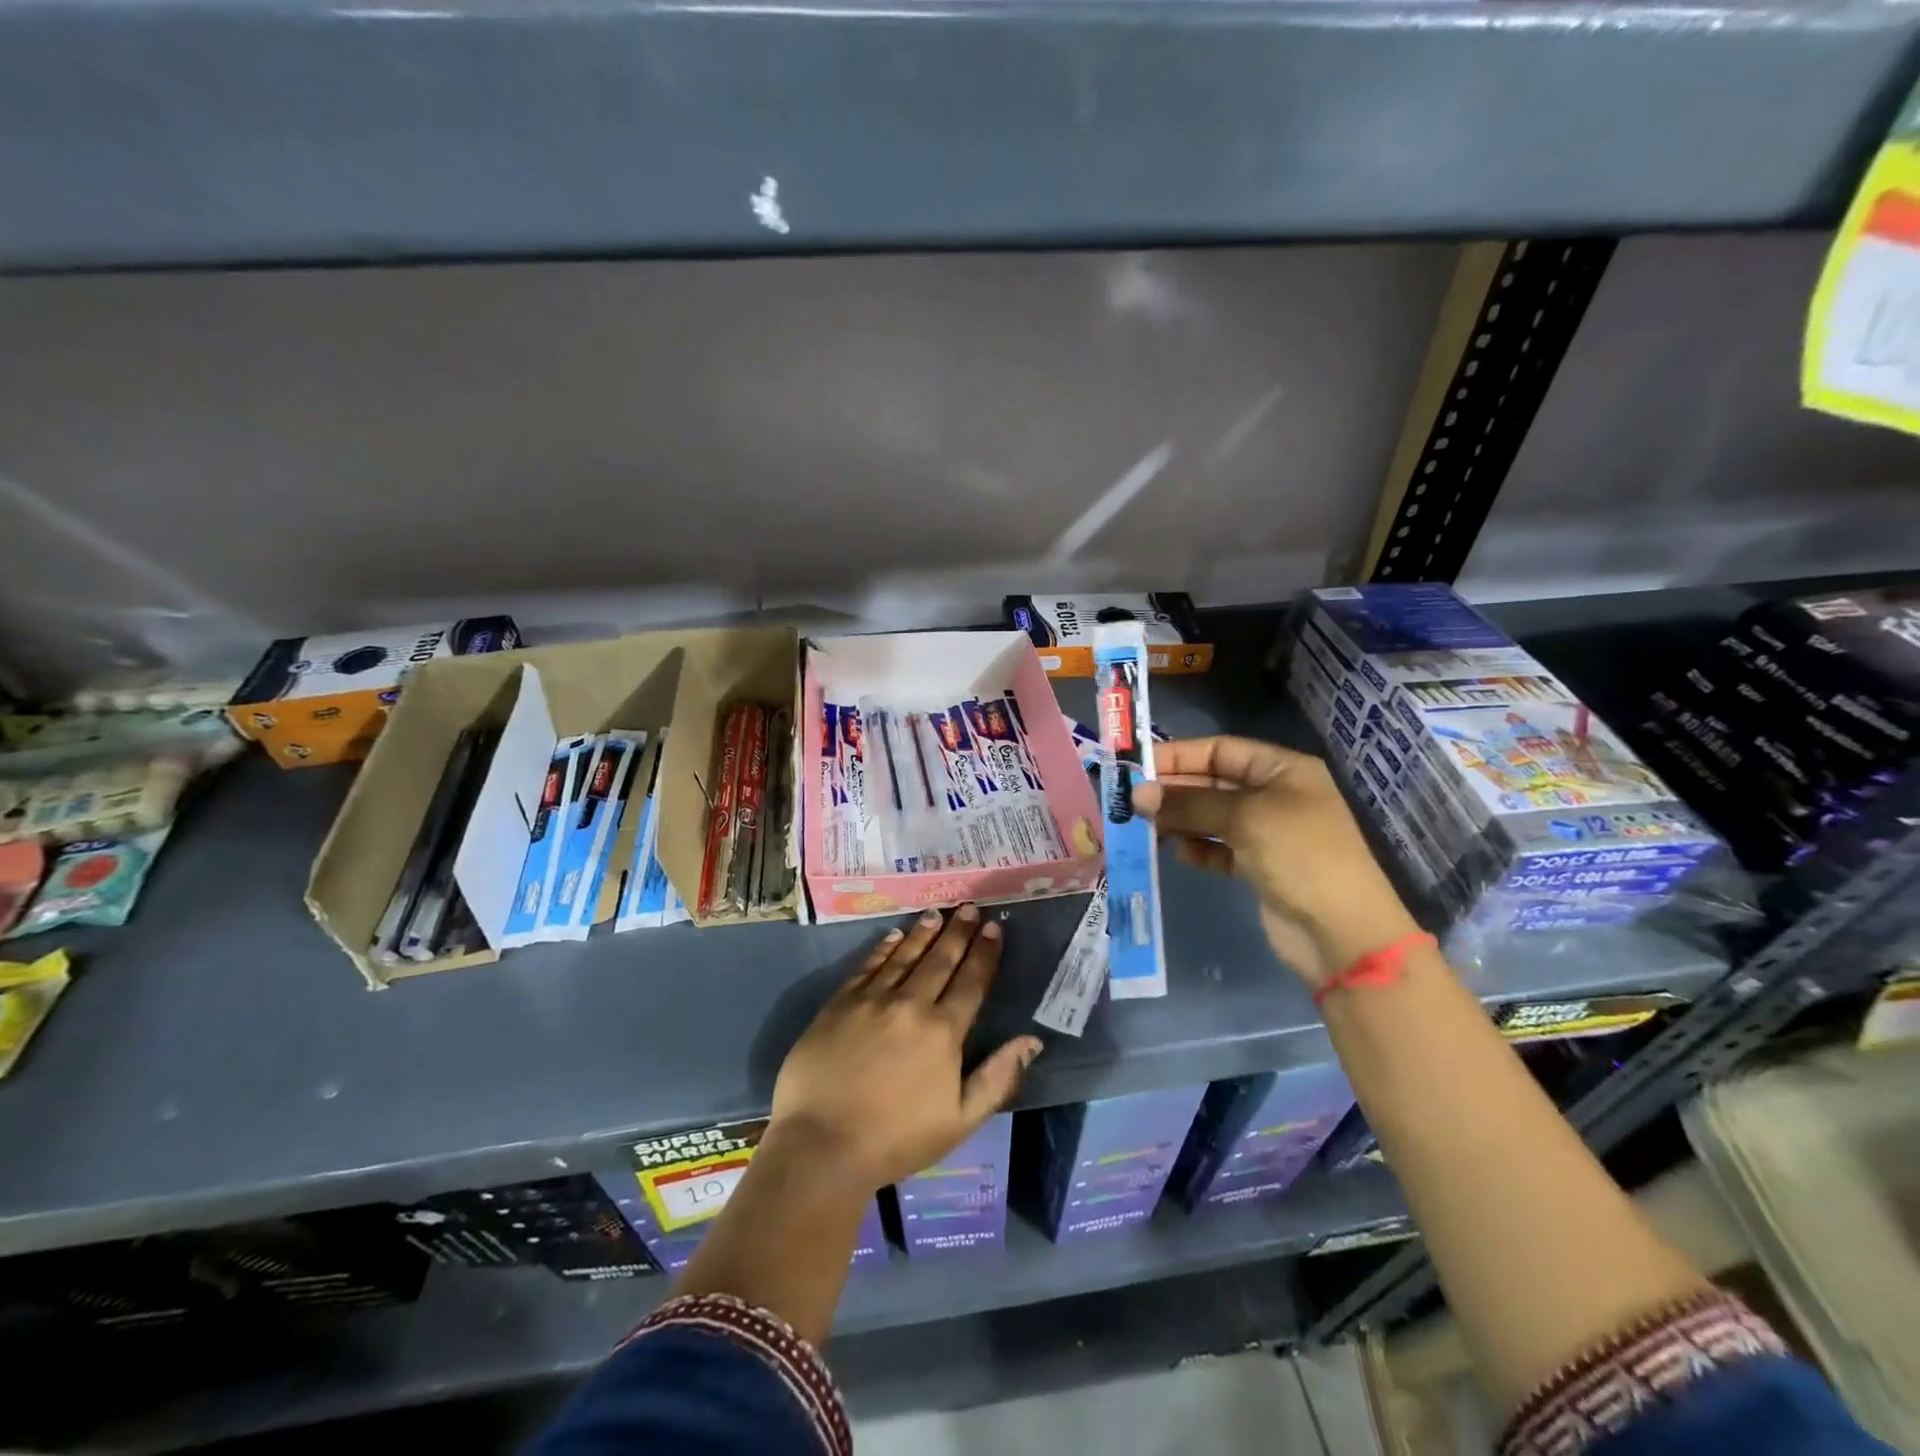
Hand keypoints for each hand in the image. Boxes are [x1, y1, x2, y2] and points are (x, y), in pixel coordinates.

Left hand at [770, 906, 1042, 1191]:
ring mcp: (872, 1000)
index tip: (994, 928)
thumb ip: (998, 1077)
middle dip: (958, 932)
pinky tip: (893, 936)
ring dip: (923, 933)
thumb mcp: (960, 1120)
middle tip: (969, 908)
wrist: (822, 1145)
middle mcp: (910, 1004)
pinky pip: (868, 966)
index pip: (971, 982)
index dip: (985, 953)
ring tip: (937, 913)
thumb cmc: (897, 1140)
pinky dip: (883, 949)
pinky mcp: (839, 1003)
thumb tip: (1032, 1040)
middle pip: (940, 960)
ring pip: (904, 956)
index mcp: (943, 1031)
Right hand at [1131, 735, 1419, 985]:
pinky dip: (1197, 848)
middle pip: (1212, 783)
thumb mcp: (1245, 819)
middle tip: (1131, 800)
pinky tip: (1178, 853)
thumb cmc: (1301, 857)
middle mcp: (1274, 796)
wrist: (1342, 933)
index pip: (1221, 750)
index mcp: (1283, 770)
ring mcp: (1267, 833)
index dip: (1179, 755)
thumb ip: (1189, 804)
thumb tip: (1138, 794)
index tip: (1137, 767)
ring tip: (1146, 827)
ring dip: (1180, 820)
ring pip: (1211, 816)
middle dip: (1174, 790)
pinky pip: (1217, 848)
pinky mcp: (1257, 867)